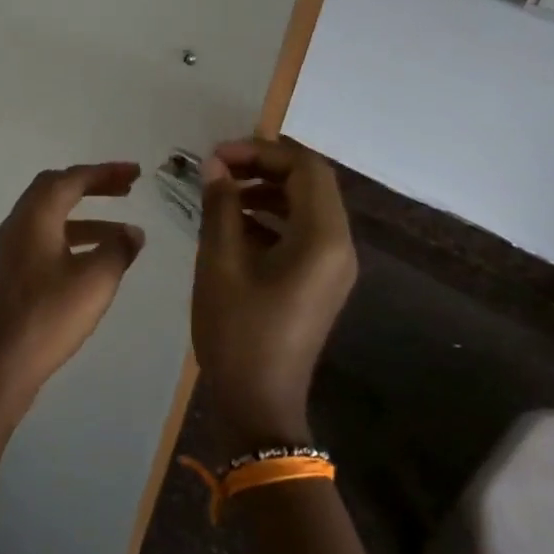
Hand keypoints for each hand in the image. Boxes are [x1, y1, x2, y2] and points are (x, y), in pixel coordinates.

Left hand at [0, 162, 145, 418]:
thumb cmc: (48, 317)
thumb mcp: (94, 282)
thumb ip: (117, 250)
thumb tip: (132, 232)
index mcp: (34, 218)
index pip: (70, 179)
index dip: (105, 172)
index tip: (136, 173)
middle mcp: (17, 226)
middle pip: (54, 191)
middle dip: (92, 186)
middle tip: (126, 189)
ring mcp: (9, 251)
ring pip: (49, 218)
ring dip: (86, 217)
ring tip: (123, 232)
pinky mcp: (10, 275)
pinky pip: (44, 240)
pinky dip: (72, 239)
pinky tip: (93, 262)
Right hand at [191, 137, 357, 449]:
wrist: (259, 402)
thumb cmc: (237, 331)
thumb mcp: (219, 263)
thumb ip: (220, 207)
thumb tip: (214, 165)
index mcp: (323, 238)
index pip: (305, 168)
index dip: (261, 151)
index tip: (217, 156)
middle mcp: (339, 246)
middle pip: (310, 184)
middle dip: (263, 167)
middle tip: (217, 168)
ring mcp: (333, 266)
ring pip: (306, 207)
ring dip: (266, 191)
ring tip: (220, 194)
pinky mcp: (320, 282)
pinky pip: (302, 233)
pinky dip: (271, 218)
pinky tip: (233, 226)